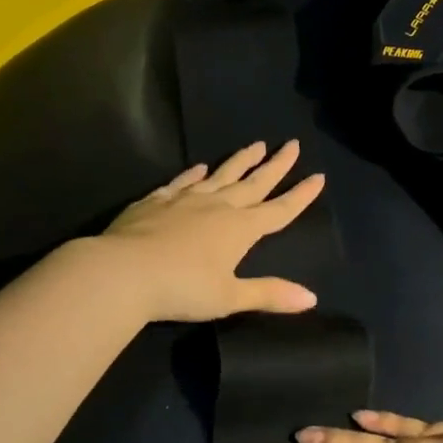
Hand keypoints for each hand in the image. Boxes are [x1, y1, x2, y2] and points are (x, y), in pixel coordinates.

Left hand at [94, 141, 323, 322]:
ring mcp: (186, 200)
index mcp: (240, 229)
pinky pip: (181, 182)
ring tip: (255, 144)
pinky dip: (193, 174)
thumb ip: (269, 294)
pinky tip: (199, 167)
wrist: (123, 271)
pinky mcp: (156, 201)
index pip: (279, 210)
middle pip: (254, 183)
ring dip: (240, 161)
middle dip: (276, 165)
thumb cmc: (182, 288)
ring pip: (220, 175)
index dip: (300, 195)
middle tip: (292, 144)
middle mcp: (218, 207)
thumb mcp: (230, 297)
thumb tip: (311, 298)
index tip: (319, 176)